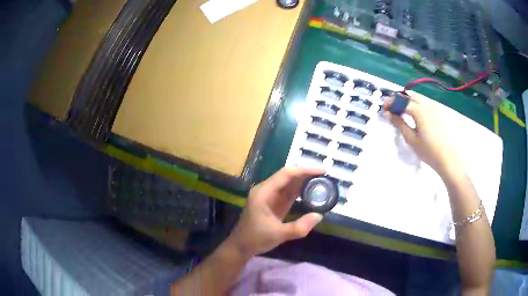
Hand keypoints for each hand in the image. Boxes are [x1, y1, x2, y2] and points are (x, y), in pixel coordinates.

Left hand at [226, 167, 324, 256]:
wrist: (241, 246)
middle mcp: (266, 190)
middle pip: (288, 176)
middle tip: (325, 177)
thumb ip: (299, 227)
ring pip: (288, 184)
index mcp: (263, 192)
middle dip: (306, 175)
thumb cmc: (255, 239)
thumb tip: (319, 216)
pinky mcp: (273, 204)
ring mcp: (269, 196)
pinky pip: (287, 193)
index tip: (321, 171)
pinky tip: (311, 193)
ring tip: (322, 183)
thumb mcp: (278, 234)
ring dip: (304, 182)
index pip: (286, 174)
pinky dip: (299, 192)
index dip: (304, 170)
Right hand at [384, 93, 460, 174]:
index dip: (392, 102)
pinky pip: (426, 103)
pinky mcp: (439, 113)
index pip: (402, 101)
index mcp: (420, 111)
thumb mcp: (411, 139)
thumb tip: (388, 113)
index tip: (384, 107)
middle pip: (411, 95)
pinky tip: (416, 114)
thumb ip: (400, 124)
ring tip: (402, 110)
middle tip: (392, 107)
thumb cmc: (429, 152)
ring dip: (409, 100)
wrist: (448, 159)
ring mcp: (435, 108)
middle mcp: (427, 105)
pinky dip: (417, 104)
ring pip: (419, 98)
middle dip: (400, 98)